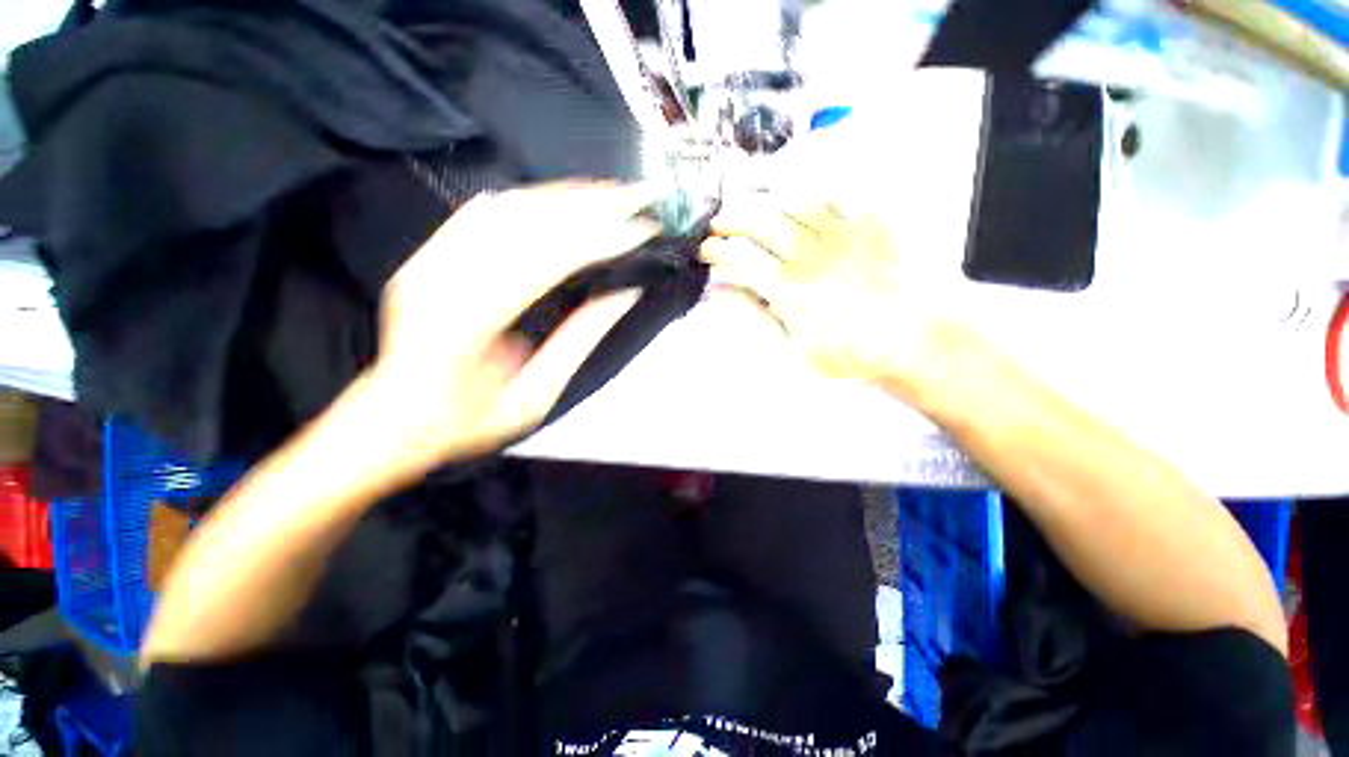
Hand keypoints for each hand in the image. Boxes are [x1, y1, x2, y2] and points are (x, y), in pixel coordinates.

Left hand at [365, 182, 656, 470]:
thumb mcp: (534, 397)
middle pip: (527, 222)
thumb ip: (578, 342)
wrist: (393, 417)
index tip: (641, 230)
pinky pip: (483, 212)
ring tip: (612, 192)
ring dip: (566, 196)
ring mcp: (430, 260)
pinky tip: (563, 197)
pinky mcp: (429, 255)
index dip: (597, 240)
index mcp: (467, 324)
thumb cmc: (467, 421)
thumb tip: (622, 293)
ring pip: (507, 208)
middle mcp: (442, 278)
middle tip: (638, 197)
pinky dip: (530, 199)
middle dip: (591, 205)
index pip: (545, 261)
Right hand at [702, 196, 964, 401]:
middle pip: (759, 222)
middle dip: (731, 219)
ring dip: (764, 204)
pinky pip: (836, 194)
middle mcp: (809, 254)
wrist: (918, 339)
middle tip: (719, 224)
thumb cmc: (852, 353)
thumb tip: (718, 297)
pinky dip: (810, 192)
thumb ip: (755, 319)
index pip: (739, 259)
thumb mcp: (793, 351)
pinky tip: (799, 198)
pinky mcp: (872, 221)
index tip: (706, 250)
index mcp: (788, 289)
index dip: (716, 251)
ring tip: (752, 210)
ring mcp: (841, 233)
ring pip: (790, 203)